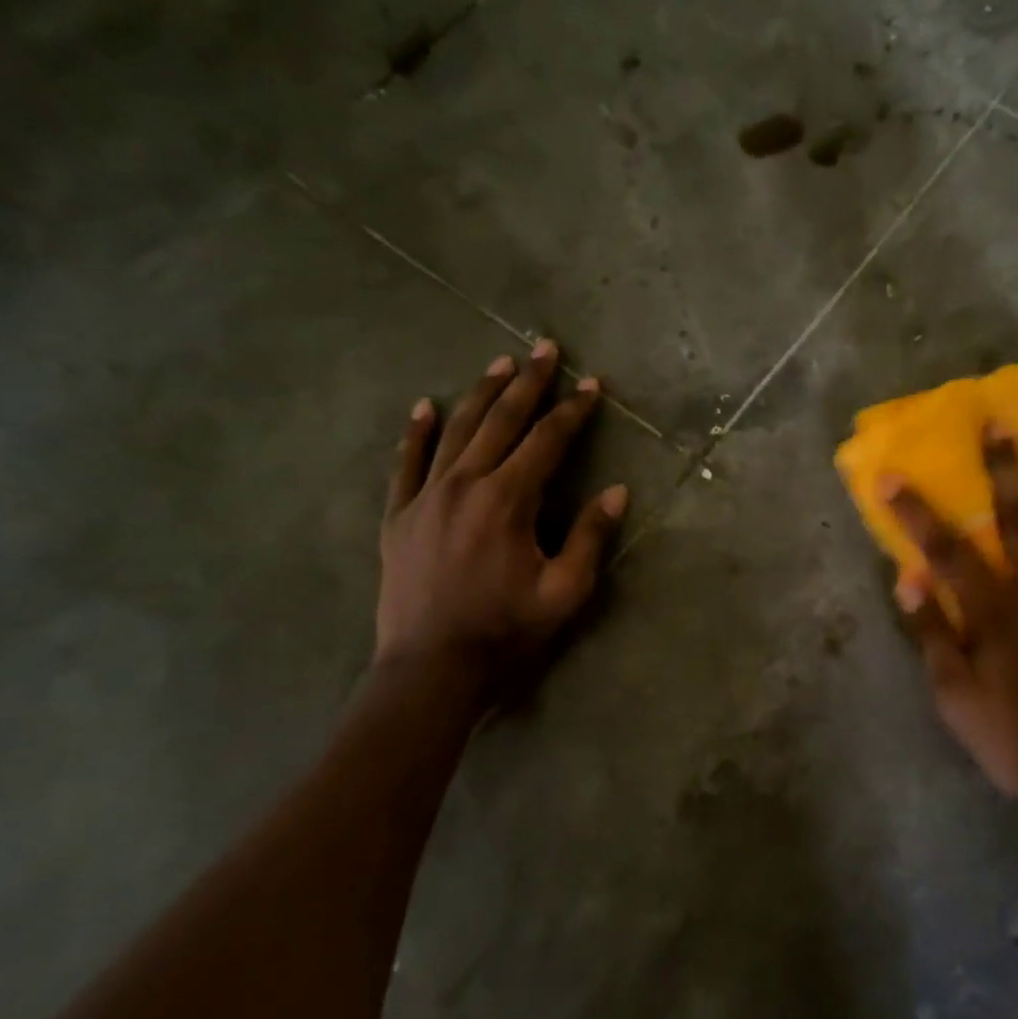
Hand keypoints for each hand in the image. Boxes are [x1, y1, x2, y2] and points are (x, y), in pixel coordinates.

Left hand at [375, 341, 626, 700]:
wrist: (430, 669)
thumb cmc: (506, 631)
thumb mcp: (565, 591)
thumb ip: (590, 536)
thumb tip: (617, 491)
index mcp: (509, 501)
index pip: (547, 441)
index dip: (573, 411)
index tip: (591, 385)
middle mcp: (465, 485)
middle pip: (501, 421)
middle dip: (528, 383)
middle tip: (545, 348)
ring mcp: (426, 497)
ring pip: (456, 431)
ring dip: (481, 394)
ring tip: (500, 364)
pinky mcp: (399, 516)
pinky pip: (406, 463)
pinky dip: (416, 432)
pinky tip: (423, 406)